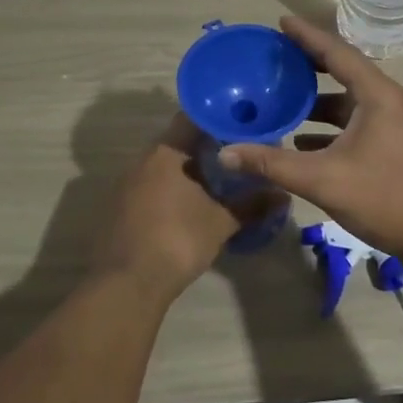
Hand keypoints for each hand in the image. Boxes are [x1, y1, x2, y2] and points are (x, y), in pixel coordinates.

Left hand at [96, 114, 283, 300]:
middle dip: (207, 147)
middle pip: (178, 142)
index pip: (192, 118)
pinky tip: (191, 205)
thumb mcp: (221, 222)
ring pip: (164, 166)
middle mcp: (142, 161)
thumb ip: (251, 204)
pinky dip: (173, 190)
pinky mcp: (120, 208)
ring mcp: (127, 185)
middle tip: (237, 155)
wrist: (127, 285)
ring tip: (219, 181)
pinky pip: (152, 187)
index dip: (218, 118)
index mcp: (165, 153)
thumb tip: (282, 195)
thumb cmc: (177, 240)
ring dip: (189, 171)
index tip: (241, 125)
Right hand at [217, 17, 402, 268]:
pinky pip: (354, 122)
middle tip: (274, 56)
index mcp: (377, 95)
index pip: (337, 53)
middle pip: (343, 70)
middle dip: (308, 63)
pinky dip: (328, 125)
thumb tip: (226, 152)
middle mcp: (388, 100)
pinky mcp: (391, 143)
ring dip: (316, 98)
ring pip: (348, 100)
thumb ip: (273, 164)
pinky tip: (300, 139)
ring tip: (280, 96)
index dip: (307, 36)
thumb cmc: (385, 199)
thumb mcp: (323, 180)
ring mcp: (393, 122)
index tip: (280, 22)